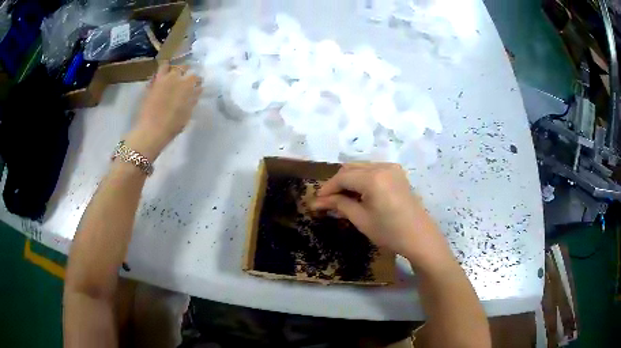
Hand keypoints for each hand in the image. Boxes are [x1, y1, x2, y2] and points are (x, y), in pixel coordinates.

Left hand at [125, 63, 202, 159]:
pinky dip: (161, 72)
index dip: (197, 80)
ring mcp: (162, 80)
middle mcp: (175, 78)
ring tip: (172, 75)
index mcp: (187, 85)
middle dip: (185, 70)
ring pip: (168, 66)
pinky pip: (157, 73)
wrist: (151, 131)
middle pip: (182, 67)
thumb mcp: (187, 114)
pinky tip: (162, 78)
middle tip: (185, 77)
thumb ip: (193, 99)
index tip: (197, 85)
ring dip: (172, 69)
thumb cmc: (172, 125)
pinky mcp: (151, 84)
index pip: (195, 77)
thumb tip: (197, 90)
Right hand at [313, 163, 452, 270]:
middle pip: (351, 168)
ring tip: (341, 198)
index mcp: (374, 178)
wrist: (420, 237)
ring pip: (361, 167)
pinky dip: (362, 179)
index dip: (327, 188)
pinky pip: (373, 170)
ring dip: (349, 180)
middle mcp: (383, 166)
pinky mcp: (397, 173)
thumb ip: (339, 205)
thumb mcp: (361, 219)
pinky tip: (358, 194)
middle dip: (337, 183)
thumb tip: (317, 202)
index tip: (317, 200)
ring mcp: (392, 168)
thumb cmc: (390, 232)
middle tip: (327, 201)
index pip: (343, 177)